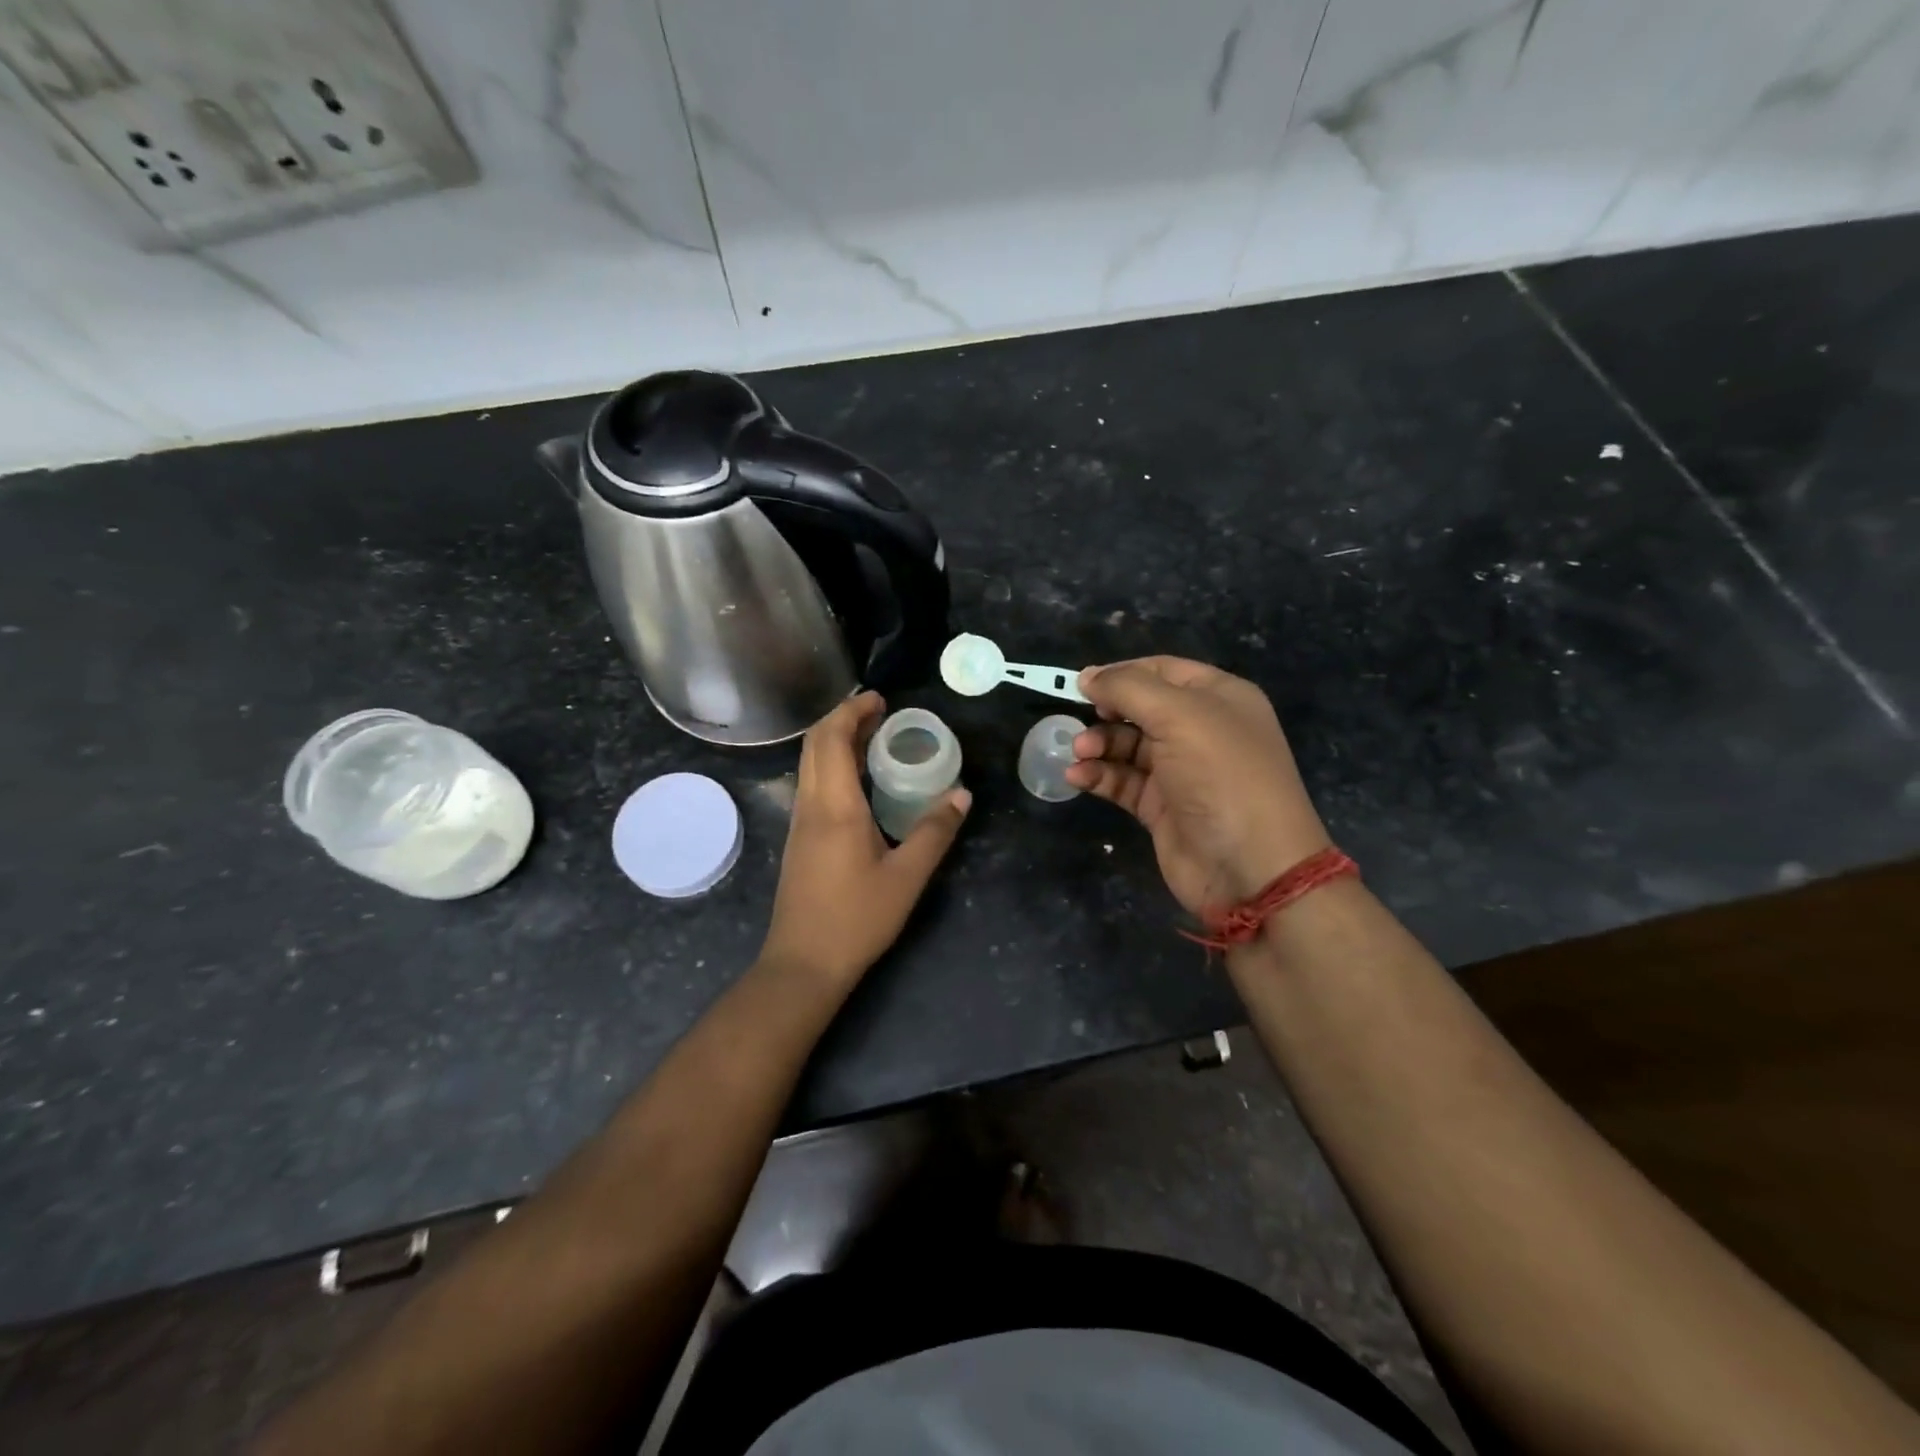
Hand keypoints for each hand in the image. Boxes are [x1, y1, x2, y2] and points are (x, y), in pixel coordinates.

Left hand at [760, 692, 970, 990]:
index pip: (833, 738)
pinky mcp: (798, 841)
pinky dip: (832, 765)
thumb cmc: (857, 919)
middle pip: (815, 744)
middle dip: (843, 718)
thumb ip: (935, 832)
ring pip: (809, 764)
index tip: (880, 699)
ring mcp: (799, 823)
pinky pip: (812, 784)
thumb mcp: (907, 877)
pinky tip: (858, 782)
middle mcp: (810, 805)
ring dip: (836, 741)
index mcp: (835, 806)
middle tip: (879, 711)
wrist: (803, 964)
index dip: (853, 711)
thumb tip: (962, 794)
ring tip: (872, 738)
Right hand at [1066, 657, 1329, 914]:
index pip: (1162, 670)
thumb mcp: (1178, 716)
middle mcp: (1201, 729)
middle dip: (1106, 713)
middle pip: (1141, 708)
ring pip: (1127, 745)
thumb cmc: (1221, 775)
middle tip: (1078, 722)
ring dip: (1098, 745)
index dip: (1122, 673)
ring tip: (1078, 753)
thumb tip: (1087, 676)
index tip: (1082, 684)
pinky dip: (1100, 776)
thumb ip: (1128, 689)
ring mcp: (1181, 770)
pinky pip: (1123, 780)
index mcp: (1218, 697)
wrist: (1251, 867)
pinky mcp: (1162, 806)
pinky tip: (1078, 778)